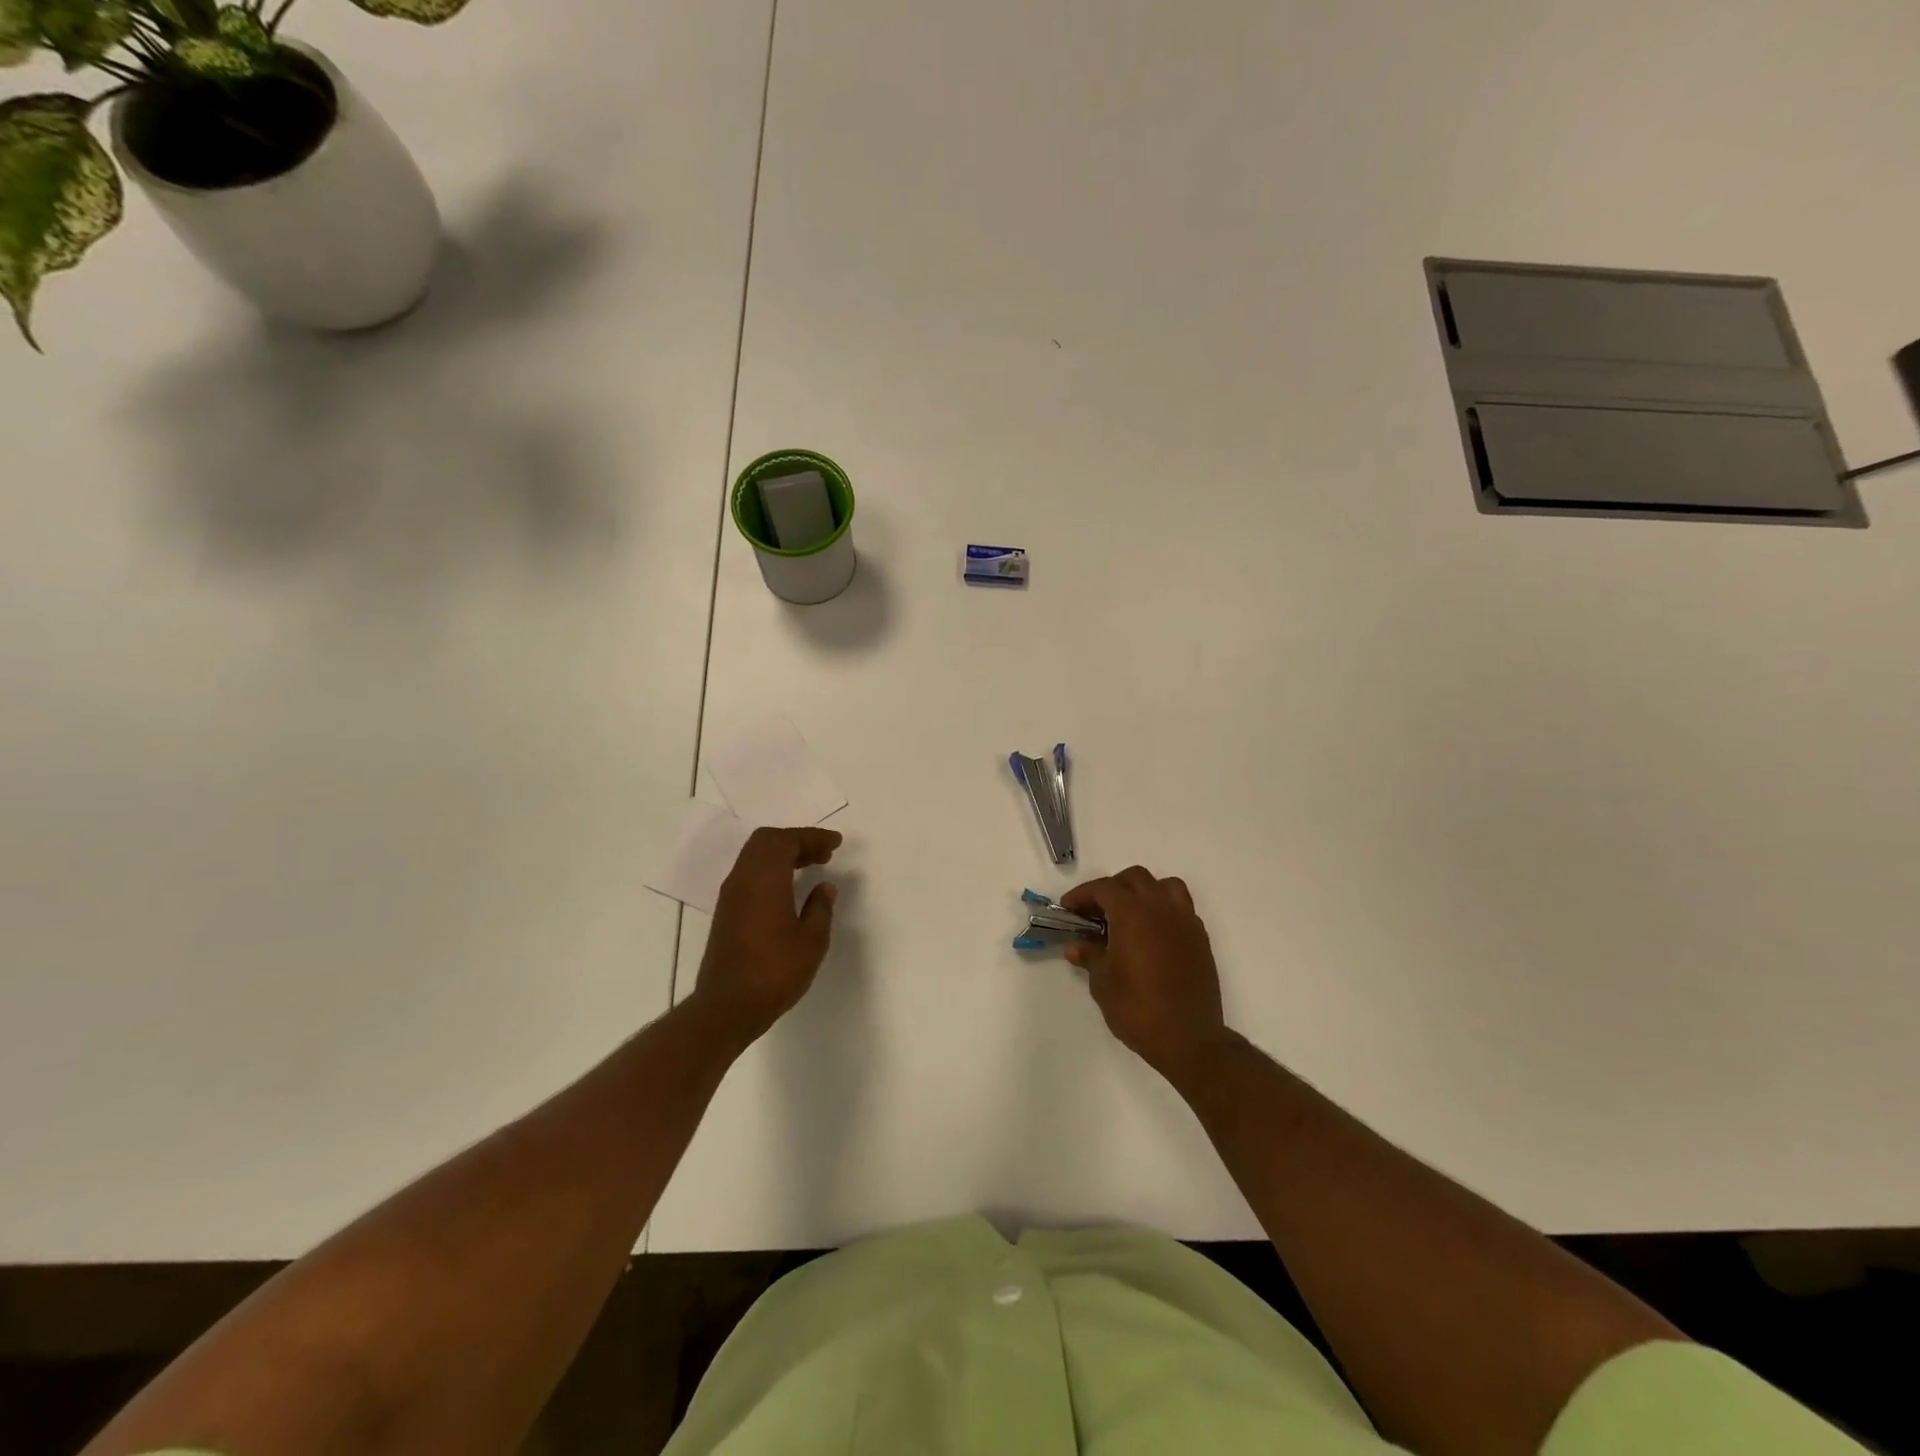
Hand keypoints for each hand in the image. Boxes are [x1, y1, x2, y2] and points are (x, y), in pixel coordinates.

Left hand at [689, 826, 841, 1049]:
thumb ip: (820, 908)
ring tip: (811, 865)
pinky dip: (771, 869)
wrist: (727, 1007)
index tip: (836, 843)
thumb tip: (824, 887)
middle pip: (766, 841)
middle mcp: (743, 879)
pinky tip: (789, 887)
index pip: (786, 841)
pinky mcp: (726, 911)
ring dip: (783, 854)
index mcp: (764, 879)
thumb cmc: (774, 972)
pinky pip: (749, 873)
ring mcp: (731, 895)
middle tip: (824, 853)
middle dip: (797, 840)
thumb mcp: (811, 941)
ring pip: (755, 856)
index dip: (812, 837)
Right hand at [1062, 867, 1228, 1093]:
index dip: (1082, 895)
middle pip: (1135, 878)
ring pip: (1165, 886)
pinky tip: (1152, 934)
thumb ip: (1090, 956)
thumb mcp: (1103, 983)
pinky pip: (1182, 908)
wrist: (1188, 1038)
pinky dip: (1164, 910)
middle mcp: (1161, 908)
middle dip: (1112, 887)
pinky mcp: (1200, 939)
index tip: (1068, 908)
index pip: (1103, 888)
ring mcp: (1185, 921)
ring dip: (1144, 891)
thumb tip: (1077, 946)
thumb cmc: (1137, 1008)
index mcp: (1132, 913)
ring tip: (1130, 914)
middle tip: (1096, 911)